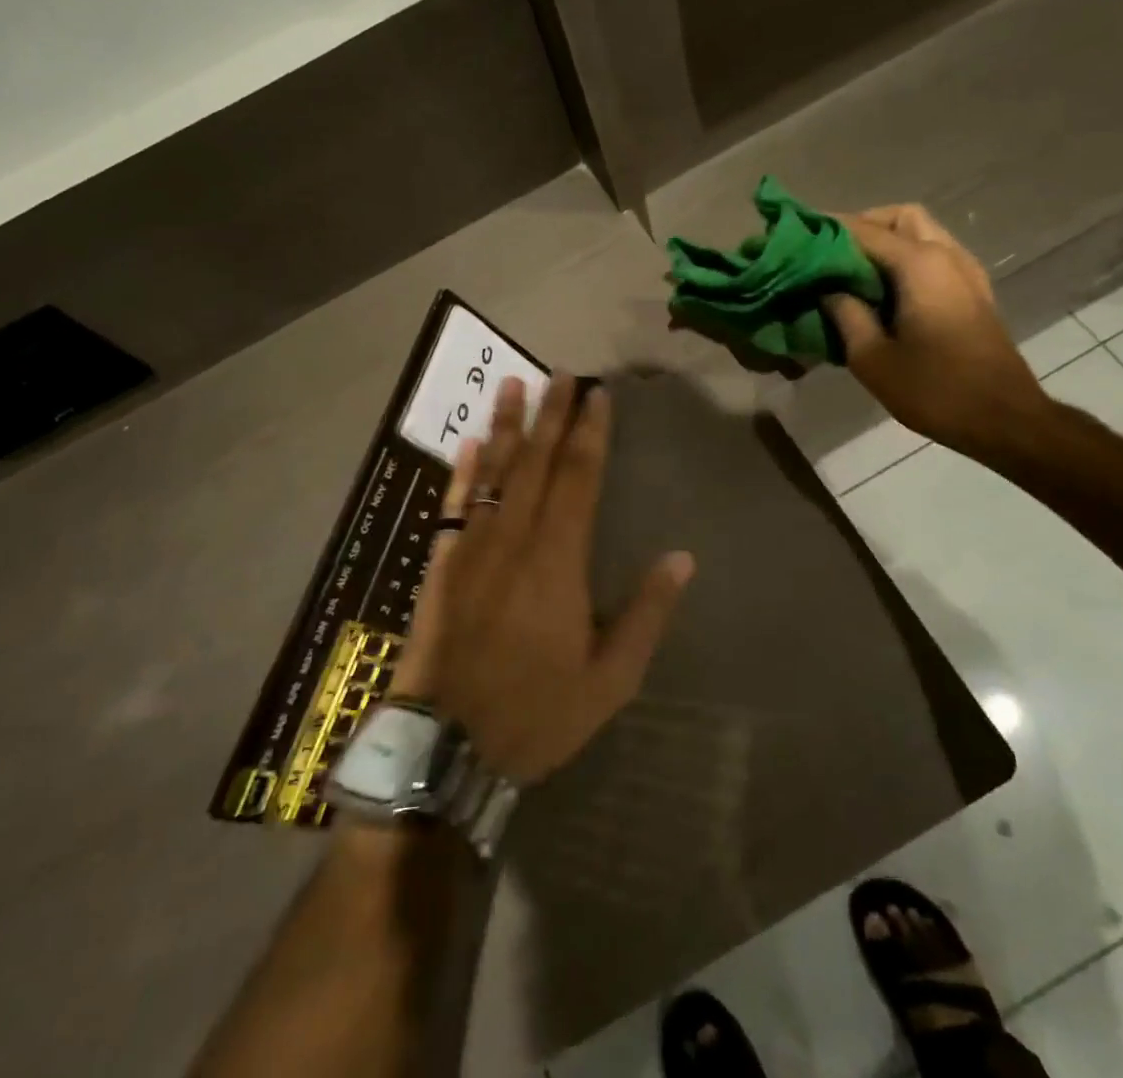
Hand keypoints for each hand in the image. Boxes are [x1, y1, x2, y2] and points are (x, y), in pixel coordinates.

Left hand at [389, 375, 696, 785]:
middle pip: (536, 463)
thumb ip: (645, 614)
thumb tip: (681, 558)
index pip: (578, 478)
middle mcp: (514, 539)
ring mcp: (471, 548)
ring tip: (515, 384)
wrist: (445, 748)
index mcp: (558, 560)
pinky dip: (464, 470)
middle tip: (562, 373)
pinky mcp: (441, 564)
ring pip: (494, 473)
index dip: (590, 433)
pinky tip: (472, 442)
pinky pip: (454, 505)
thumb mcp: (609, 679)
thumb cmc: (536, 713)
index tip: (597, 395)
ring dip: (507, 426)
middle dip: (551, 414)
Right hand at [823, 204, 1050, 455]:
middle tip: (829, 253)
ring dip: (886, 241)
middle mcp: (946, 255)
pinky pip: (934, 255)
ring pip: (921, 233)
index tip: (795, 234)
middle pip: (900, 217)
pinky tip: (883, 291)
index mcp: (920, 265)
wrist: (1004, 419)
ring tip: (851, 272)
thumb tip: (827, 290)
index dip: (827, 229)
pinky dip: (905, 258)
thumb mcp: (871, 358)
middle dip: (862, 226)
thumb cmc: (934, 390)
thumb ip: (844, 314)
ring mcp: (966, 272)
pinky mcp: (973, 291)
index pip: (864, 230)